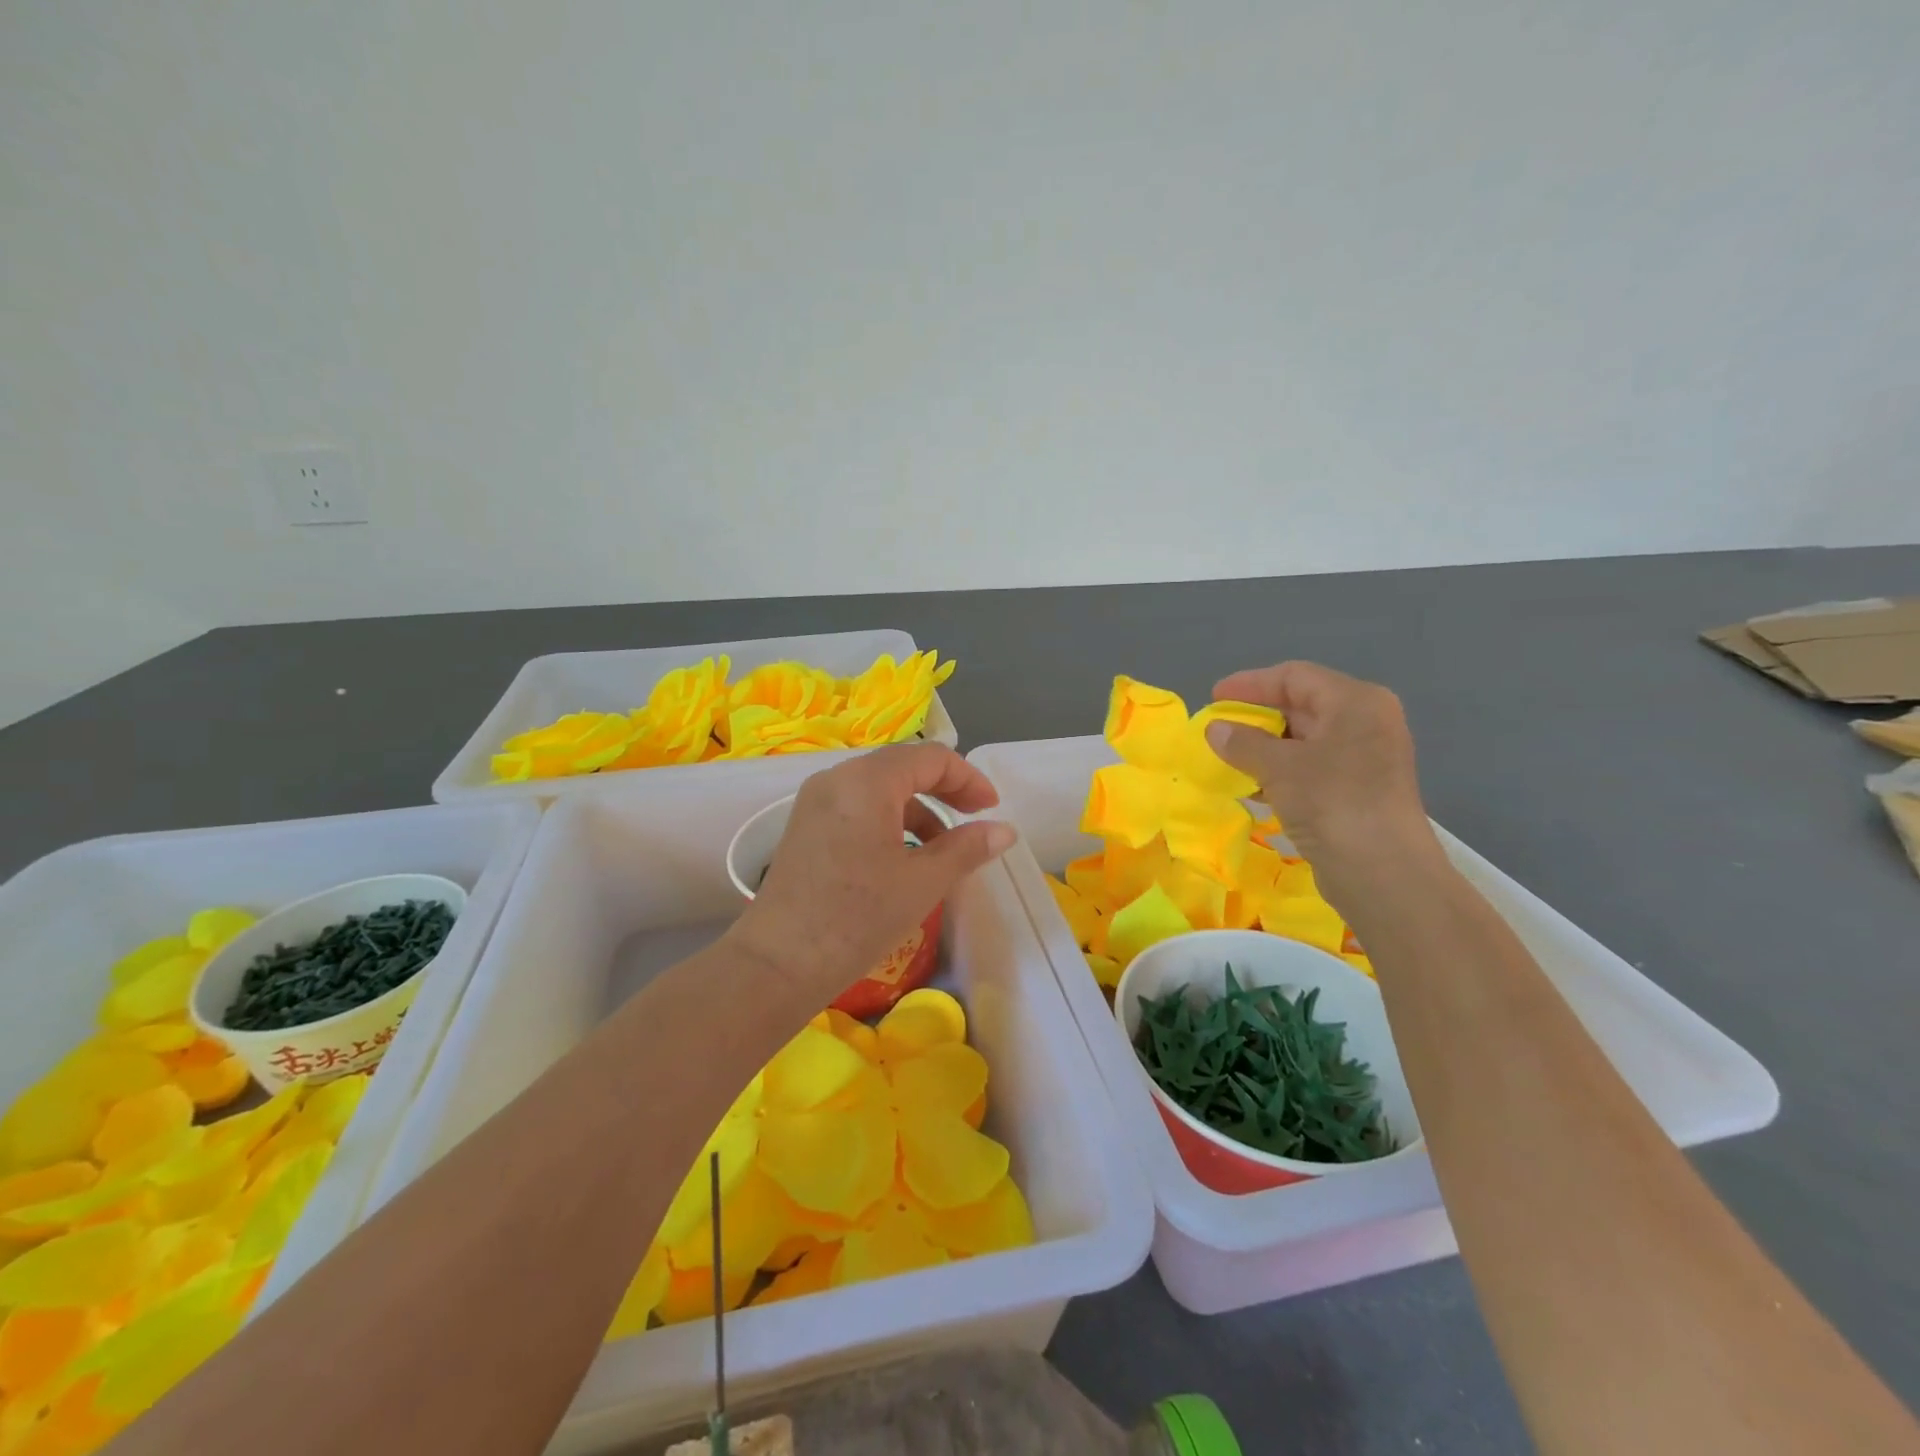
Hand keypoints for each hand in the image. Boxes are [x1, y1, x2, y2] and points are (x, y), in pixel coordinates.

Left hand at [726, 742, 1017, 1000]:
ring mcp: (816, 801)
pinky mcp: (806, 826)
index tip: (992, 809)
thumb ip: (966, 848)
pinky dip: (888, 821)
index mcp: (867, 781)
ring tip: (942, 848)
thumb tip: (1004, 831)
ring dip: (917, 809)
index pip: (930, 758)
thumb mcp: (922, 882)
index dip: (968, 778)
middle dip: (943, 789)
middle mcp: (837, 778)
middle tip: (974, 818)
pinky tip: (903, 857)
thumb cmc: (857, 918)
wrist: (777, 964)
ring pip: (879, 788)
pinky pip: (857, 807)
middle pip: (902, 767)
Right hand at [1205, 662, 1445, 914]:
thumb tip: (1215, 729)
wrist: (1384, 873)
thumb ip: (1243, 742)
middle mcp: (1365, 722)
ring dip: (1264, 748)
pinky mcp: (1358, 791)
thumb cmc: (1333, 803)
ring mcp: (1365, 758)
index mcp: (1355, 702)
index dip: (1250, 684)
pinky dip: (1280, 772)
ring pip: (1304, 740)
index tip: (1214, 698)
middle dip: (1257, 717)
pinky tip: (1251, 787)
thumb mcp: (1279, 767)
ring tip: (1226, 759)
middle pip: (1301, 706)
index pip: (1294, 677)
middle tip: (1218, 729)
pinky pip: (1311, 768)